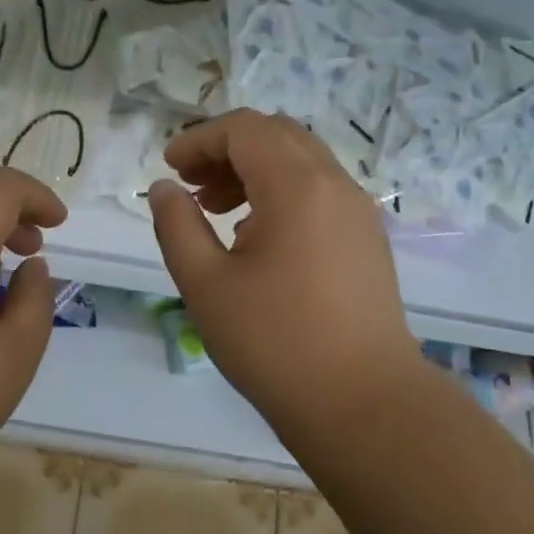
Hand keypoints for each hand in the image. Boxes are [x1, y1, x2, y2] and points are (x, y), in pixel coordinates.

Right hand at [147, 111, 422, 446]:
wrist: (364, 403)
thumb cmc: (275, 343)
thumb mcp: (206, 284)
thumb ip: (177, 226)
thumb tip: (165, 188)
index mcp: (297, 186)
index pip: (244, 129)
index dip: (200, 139)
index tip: (170, 167)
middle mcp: (335, 185)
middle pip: (276, 136)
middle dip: (227, 149)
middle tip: (192, 184)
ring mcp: (359, 211)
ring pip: (302, 162)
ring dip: (255, 170)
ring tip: (218, 210)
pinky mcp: (368, 239)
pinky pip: (321, 191)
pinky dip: (283, 192)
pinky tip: (257, 237)